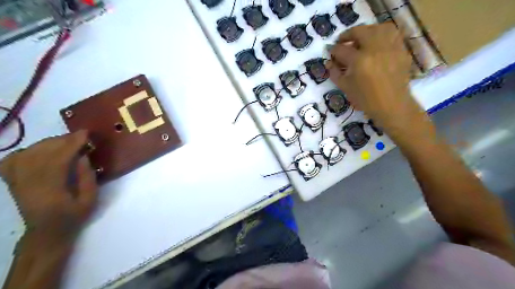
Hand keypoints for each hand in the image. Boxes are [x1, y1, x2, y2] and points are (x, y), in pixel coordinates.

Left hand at [0, 132, 96, 247]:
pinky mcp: (13, 182)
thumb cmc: (73, 216)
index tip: (85, 133)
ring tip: (64, 141)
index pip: (57, 160)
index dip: (71, 144)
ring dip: (46, 143)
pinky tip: (39, 149)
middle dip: (61, 141)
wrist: (47, 232)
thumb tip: (83, 157)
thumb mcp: (90, 200)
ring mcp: (17, 182)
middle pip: (40, 154)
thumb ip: (87, 178)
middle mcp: (28, 184)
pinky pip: (12, 160)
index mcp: (50, 191)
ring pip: (26, 154)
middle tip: (78, 135)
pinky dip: (25, 150)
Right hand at [328, 23, 423, 133]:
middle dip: (347, 35)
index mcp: (359, 61)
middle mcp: (375, 49)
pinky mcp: (401, 50)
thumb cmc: (366, 100)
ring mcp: (390, 48)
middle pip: (360, 32)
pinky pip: (392, 35)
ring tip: (361, 39)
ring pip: (378, 28)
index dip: (333, 50)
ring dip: (366, 31)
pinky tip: (376, 44)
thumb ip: (335, 73)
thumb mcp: (345, 88)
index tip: (330, 52)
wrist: (391, 106)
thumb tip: (329, 63)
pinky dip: (382, 35)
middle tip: (342, 42)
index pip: (341, 50)